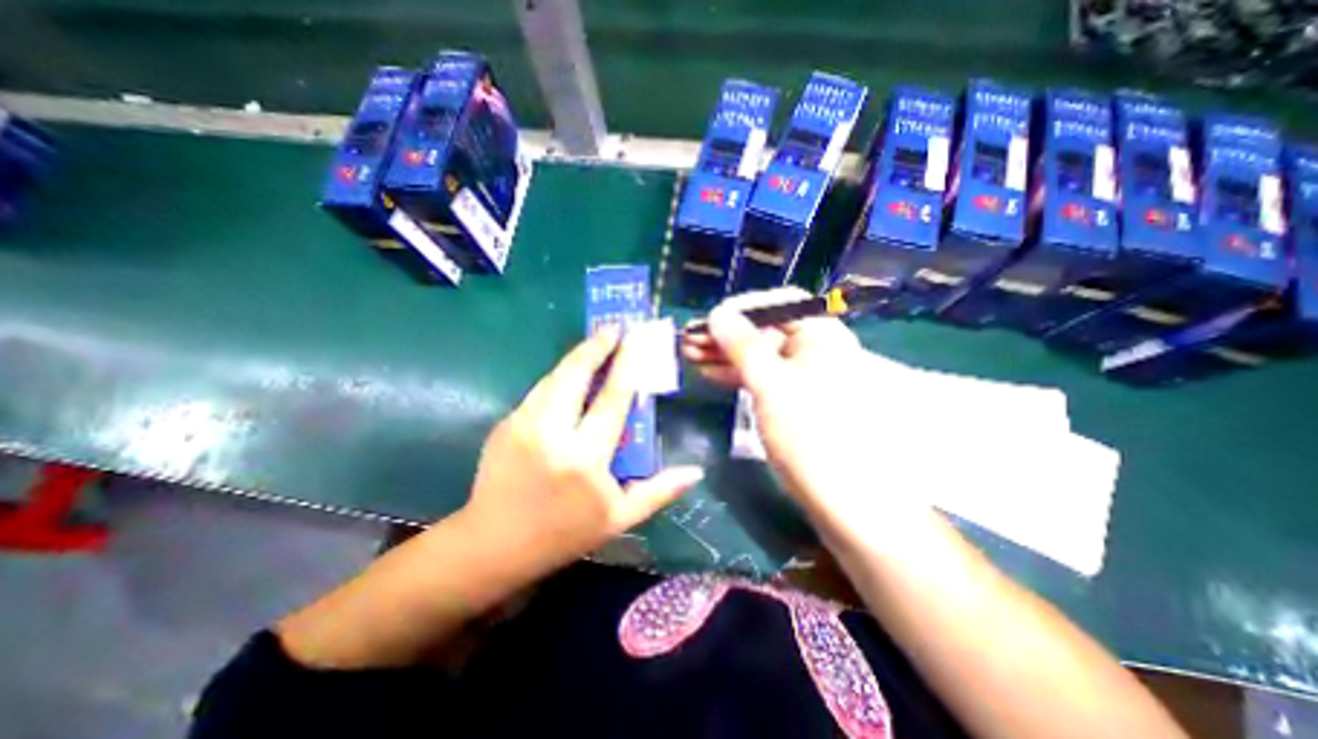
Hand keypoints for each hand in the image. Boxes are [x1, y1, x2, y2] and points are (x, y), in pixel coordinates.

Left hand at [463, 326, 711, 575]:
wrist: (493, 545)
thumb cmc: (564, 534)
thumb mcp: (619, 519)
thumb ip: (659, 491)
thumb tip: (695, 471)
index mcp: (585, 458)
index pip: (612, 399)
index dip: (626, 364)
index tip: (634, 339)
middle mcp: (552, 434)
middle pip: (575, 375)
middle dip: (595, 346)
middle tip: (612, 327)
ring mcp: (523, 425)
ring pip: (554, 377)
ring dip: (576, 357)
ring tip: (595, 343)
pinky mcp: (506, 424)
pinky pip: (539, 391)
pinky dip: (558, 377)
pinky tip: (570, 375)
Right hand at [691, 288, 925, 523]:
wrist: (847, 502)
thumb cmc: (812, 435)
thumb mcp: (772, 384)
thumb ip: (743, 346)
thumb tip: (718, 314)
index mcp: (821, 336)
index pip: (779, 304)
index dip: (742, 308)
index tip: (709, 320)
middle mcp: (814, 351)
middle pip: (765, 330)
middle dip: (726, 333)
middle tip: (689, 340)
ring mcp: (803, 377)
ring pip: (759, 355)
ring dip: (725, 354)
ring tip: (689, 354)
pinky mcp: (793, 401)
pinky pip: (762, 378)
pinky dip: (736, 374)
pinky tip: (709, 373)